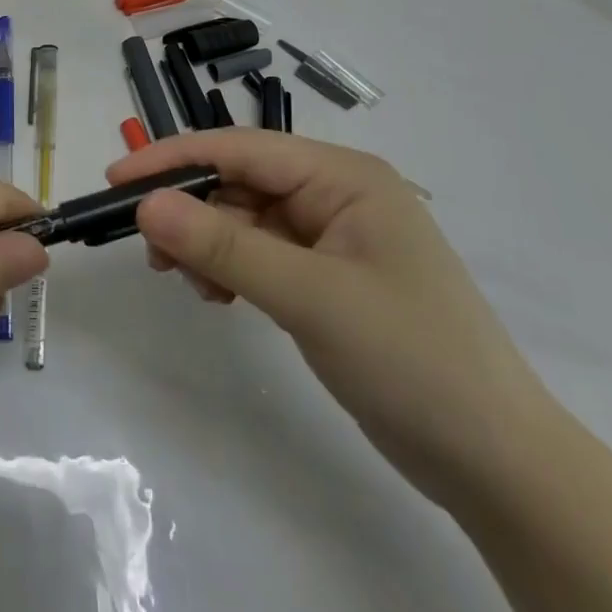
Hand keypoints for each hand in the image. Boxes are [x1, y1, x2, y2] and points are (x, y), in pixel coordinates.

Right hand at [110, 131, 550, 510]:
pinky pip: (260, 253)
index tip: (115, 180)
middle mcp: (335, 194)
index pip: (240, 148)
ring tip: (190, 284)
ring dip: (208, 244)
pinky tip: (219, 296)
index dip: (173, 159)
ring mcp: (332, 236)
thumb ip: (224, 246)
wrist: (497, 463)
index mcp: (343, 176)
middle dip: (190, 210)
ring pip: (243, 219)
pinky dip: (230, 268)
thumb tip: (146, 206)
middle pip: (239, 181)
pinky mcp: (326, 276)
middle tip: (150, 254)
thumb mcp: (310, 297)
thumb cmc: (411, 360)